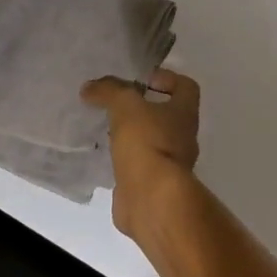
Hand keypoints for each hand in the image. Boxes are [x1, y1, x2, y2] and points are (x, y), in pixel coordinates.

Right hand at [81, 68, 199, 237]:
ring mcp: (170, 165)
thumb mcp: (125, 105)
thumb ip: (109, 90)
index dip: (167, 78)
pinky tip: (104, 156)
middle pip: (167, 115)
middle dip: (143, 109)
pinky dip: (124, 160)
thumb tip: (90, 88)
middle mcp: (183, 138)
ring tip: (105, 129)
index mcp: (185, 114)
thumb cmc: (146, 142)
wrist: (151, 198)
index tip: (141, 80)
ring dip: (132, 135)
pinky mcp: (153, 186)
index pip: (186, 87)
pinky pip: (139, 165)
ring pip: (151, 141)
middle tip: (115, 105)